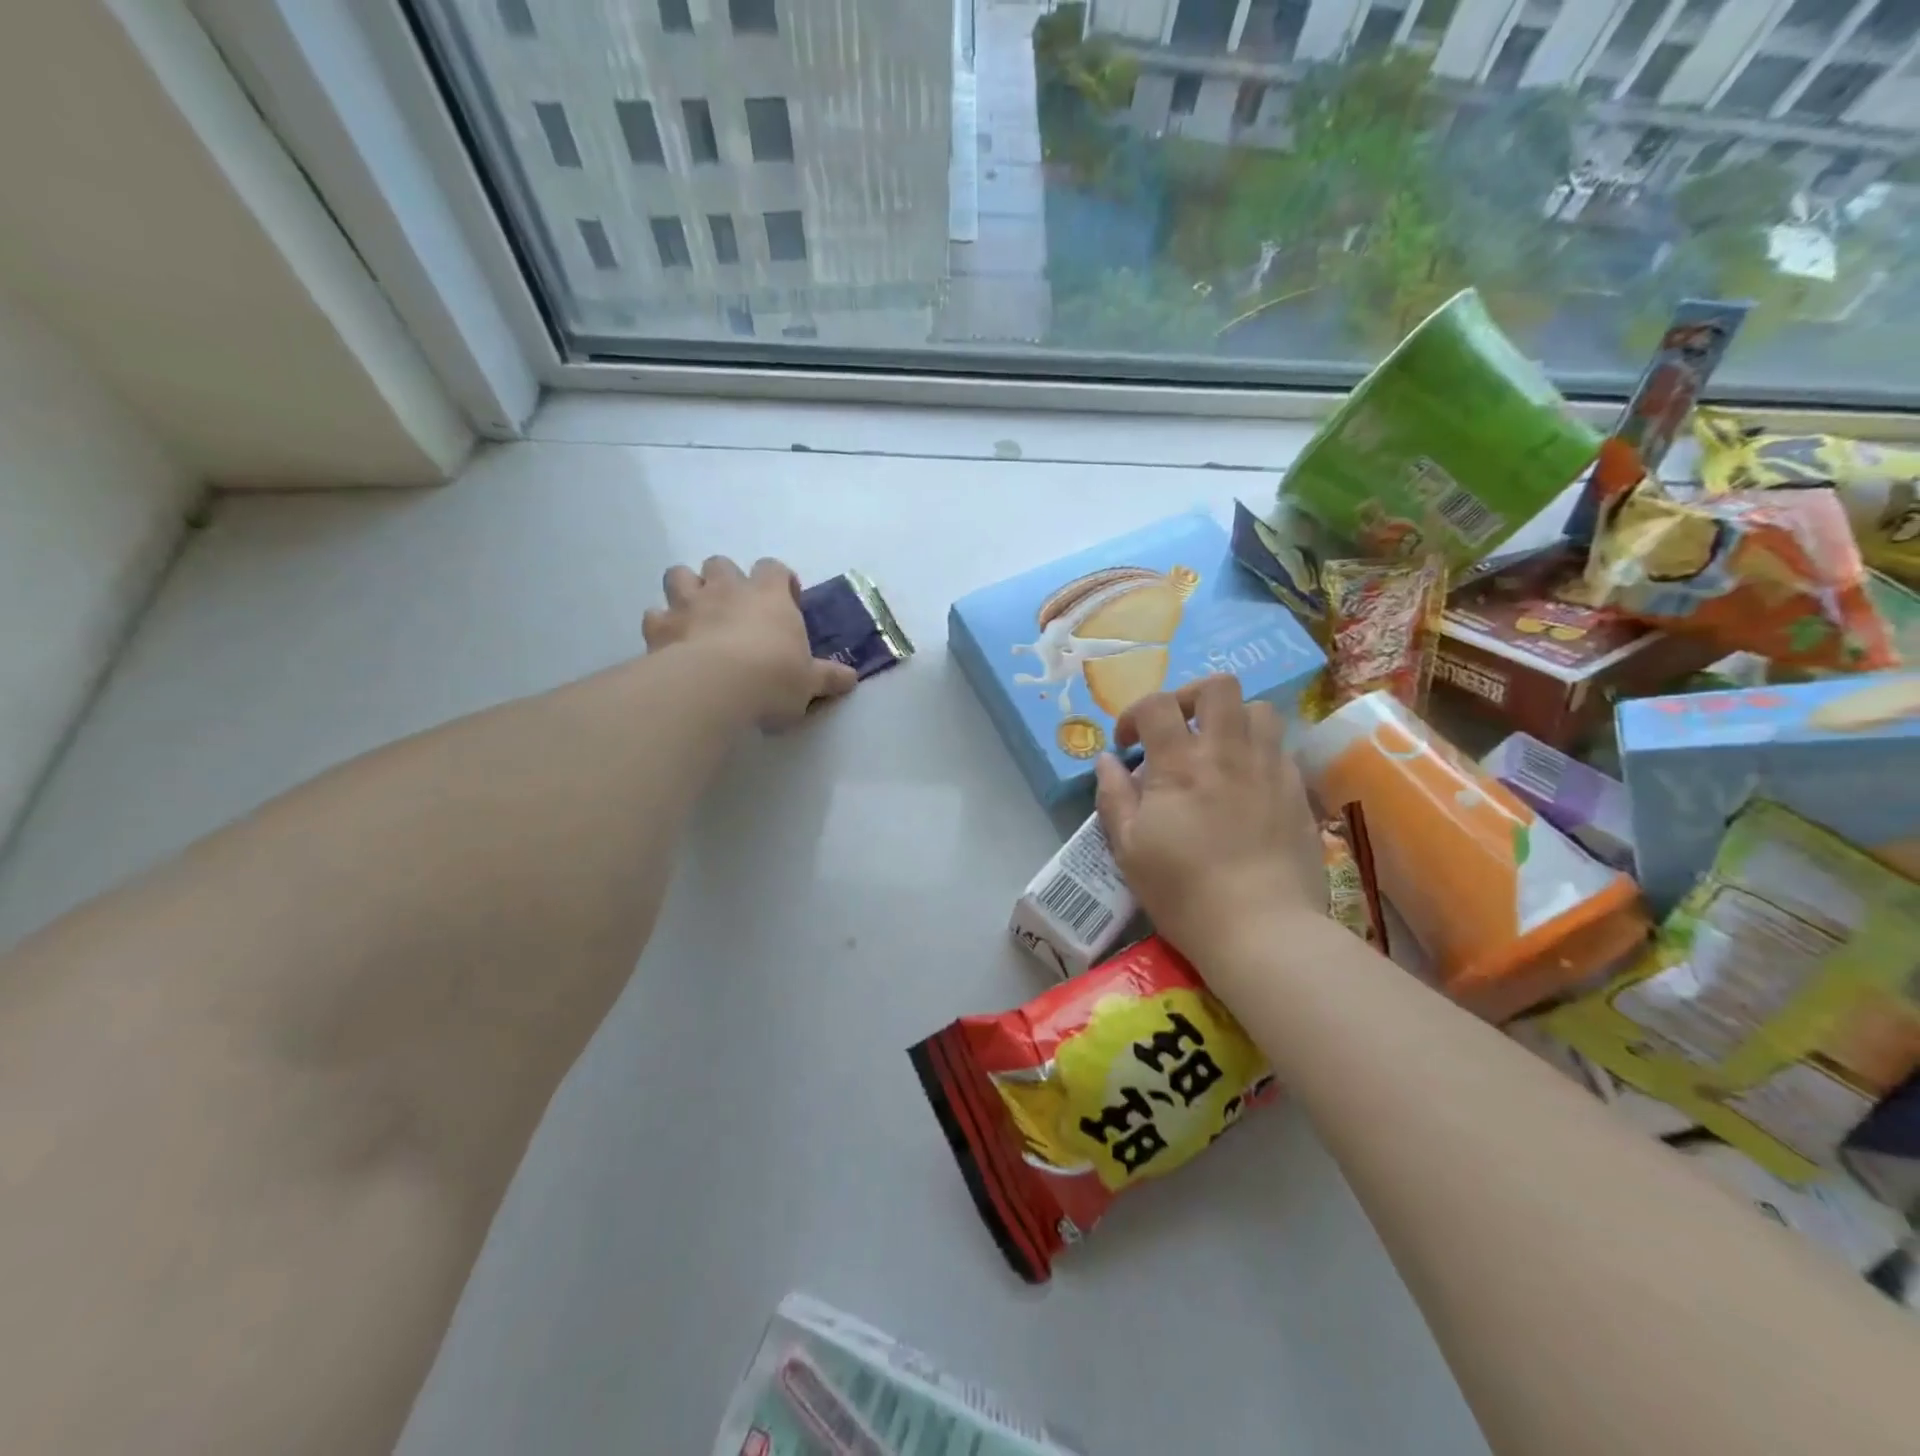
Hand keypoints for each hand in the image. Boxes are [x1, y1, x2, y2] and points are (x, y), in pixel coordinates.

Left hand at [643, 556, 856, 724]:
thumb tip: (851, 678)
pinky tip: (670, 643)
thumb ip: (828, 677)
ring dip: (687, 590)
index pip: (773, 569)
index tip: (785, 601)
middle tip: (735, 609)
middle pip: (721, 564)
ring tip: (696, 615)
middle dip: (725, 580)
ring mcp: (688, 603)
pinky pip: (654, 615)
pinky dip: (662, 625)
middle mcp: (727, 589)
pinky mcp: (659, 627)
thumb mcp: (809, 682)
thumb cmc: (773, 677)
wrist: (716, 687)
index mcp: (769, 595)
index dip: (779, 581)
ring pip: (679, 575)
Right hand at [1095, 676, 1326, 967]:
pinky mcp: (1298, 792)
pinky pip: (1281, 748)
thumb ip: (1114, 797)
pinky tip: (1245, 783)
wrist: (1262, 929)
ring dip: (1232, 719)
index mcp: (1180, 765)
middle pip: (1218, 687)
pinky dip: (1258, 750)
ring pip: (1259, 709)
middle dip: (1190, 697)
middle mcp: (1228, 753)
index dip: (1136, 714)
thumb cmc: (1184, 892)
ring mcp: (1269, 769)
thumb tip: (1107, 761)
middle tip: (1177, 729)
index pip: (1158, 705)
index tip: (1128, 744)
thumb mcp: (1130, 850)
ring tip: (1216, 750)